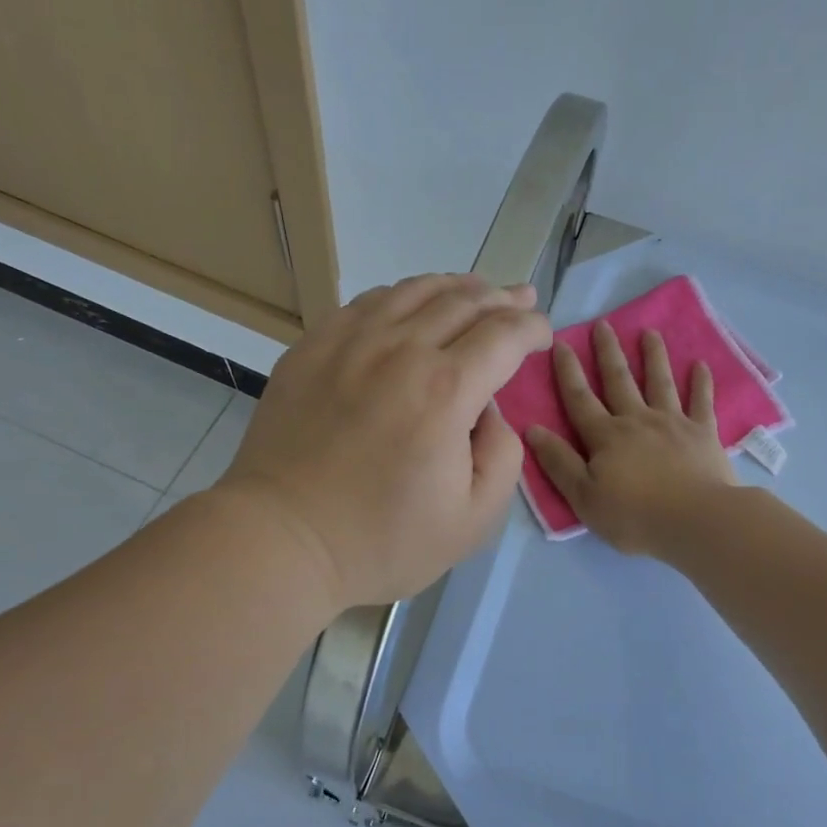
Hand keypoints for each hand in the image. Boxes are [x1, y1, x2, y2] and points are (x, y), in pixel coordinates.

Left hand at [218, 273, 550, 608]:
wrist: (283, 539)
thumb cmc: (382, 541)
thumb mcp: (473, 520)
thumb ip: (503, 456)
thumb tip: (492, 410)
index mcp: (446, 391)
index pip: (504, 335)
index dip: (533, 328)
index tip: (543, 336)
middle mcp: (401, 350)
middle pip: (464, 301)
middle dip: (503, 298)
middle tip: (522, 300)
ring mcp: (349, 342)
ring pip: (415, 290)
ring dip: (456, 286)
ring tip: (477, 290)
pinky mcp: (312, 347)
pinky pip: (367, 302)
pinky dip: (403, 295)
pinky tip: (410, 304)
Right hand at [526, 323, 737, 556]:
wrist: (696, 521)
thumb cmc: (634, 515)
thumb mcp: (583, 497)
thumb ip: (558, 462)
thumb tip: (532, 429)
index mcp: (605, 436)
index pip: (580, 398)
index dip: (568, 372)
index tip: (561, 343)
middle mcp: (637, 420)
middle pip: (619, 380)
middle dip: (609, 352)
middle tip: (604, 324)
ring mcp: (673, 423)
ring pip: (659, 382)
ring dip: (654, 356)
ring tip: (650, 332)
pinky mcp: (704, 433)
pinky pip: (702, 401)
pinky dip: (701, 382)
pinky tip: (701, 364)